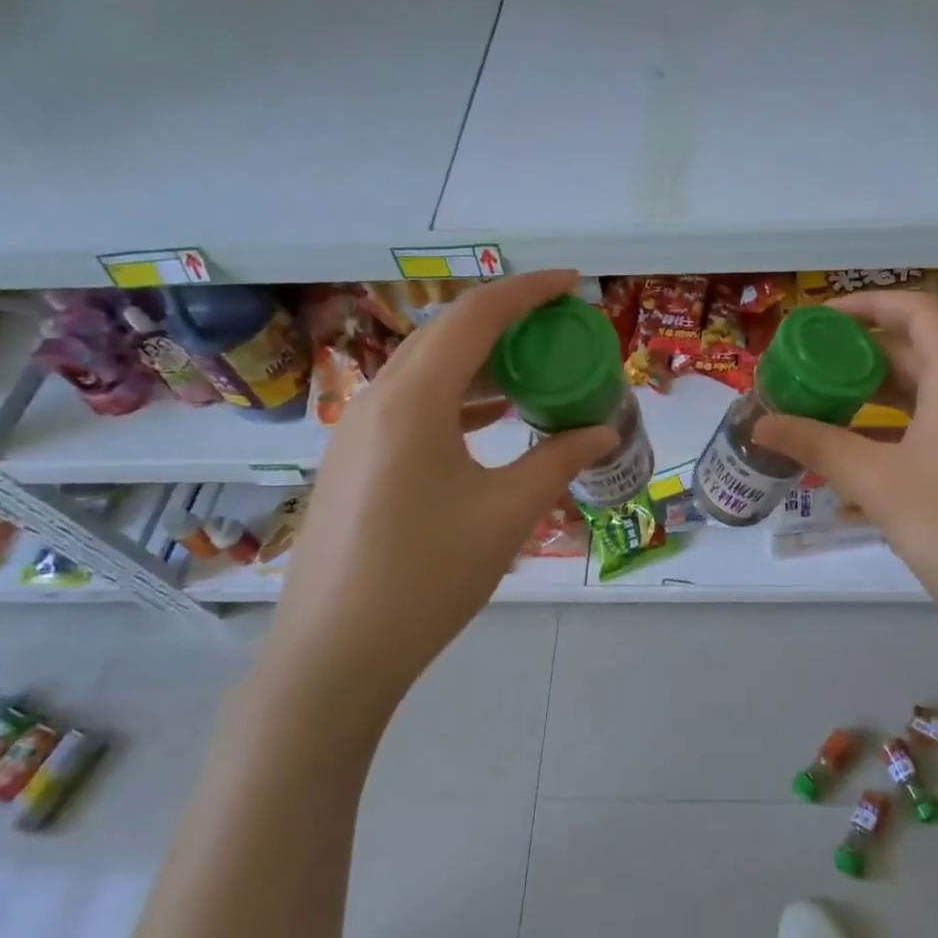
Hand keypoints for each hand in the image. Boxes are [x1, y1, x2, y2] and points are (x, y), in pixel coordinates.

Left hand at [262, 272, 617, 728]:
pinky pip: (411, 404)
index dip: (527, 291)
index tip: (571, 283)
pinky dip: (456, 397)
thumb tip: (603, 431)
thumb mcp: (508, 513)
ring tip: (532, 369)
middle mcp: (378, 398)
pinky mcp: (353, 459)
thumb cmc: (428, 576)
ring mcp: (357, 430)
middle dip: (505, 320)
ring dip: (480, 360)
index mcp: (414, 399)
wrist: (334, 654)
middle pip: (446, 333)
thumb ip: (559, 460)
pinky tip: (491, 418)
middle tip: (557, 327)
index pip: (476, 316)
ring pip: (426, 369)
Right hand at [753, 290, 937, 631]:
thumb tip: (759, 423)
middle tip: (804, 361)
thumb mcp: (876, 482)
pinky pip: (917, 424)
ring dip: (865, 388)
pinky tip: (842, 443)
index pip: (918, 312)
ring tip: (814, 396)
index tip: (819, 320)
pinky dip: (879, 423)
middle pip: (911, 349)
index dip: (870, 303)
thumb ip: (816, 445)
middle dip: (856, 349)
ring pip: (913, 390)